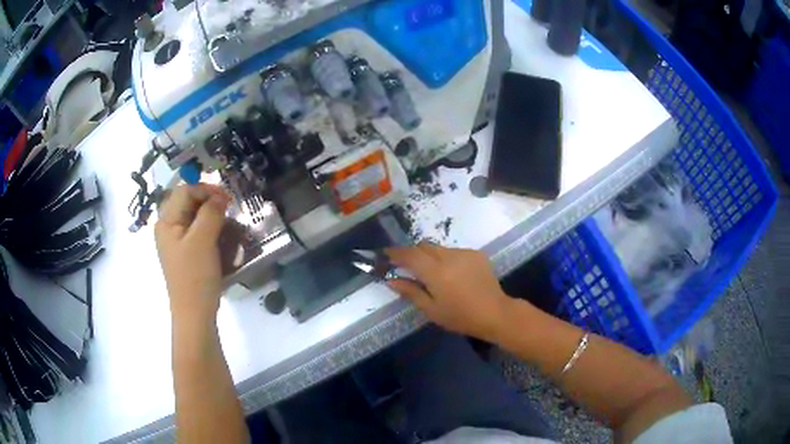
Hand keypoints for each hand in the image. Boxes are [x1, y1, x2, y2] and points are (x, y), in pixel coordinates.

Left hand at [155, 184, 230, 325]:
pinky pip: (199, 233)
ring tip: (229, 228)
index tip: (228, 199)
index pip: (185, 191)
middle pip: (190, 203)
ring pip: (196, 217)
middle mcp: (169, 227)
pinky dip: (212, 232)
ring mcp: (177, 241)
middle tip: (230, 212)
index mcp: (166, 221)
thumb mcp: (203, 240)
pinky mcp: (187, 253)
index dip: (207, 190)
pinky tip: (223, 241)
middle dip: (211, 204)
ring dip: (214, 218)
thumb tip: (221, 196)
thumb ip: (211, 212)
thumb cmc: (195, 276)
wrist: (195, 314)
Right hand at [386, 243, 514, 341]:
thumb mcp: (431, 309)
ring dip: (430, 257)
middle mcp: (449, 256)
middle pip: (424, 246)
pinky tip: (452, 275)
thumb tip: (391, 280)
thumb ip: (410, 291)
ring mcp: (464, 253)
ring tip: (432, 274)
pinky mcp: (476, 254)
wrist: (495, 313)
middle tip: (407, 267)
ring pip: (439, 249)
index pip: (410, 255)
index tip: (385, 254)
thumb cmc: (460, 316)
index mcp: (436, 272)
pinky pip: (454, 252)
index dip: (395, 253)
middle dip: (412, 253)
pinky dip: (446, 259)